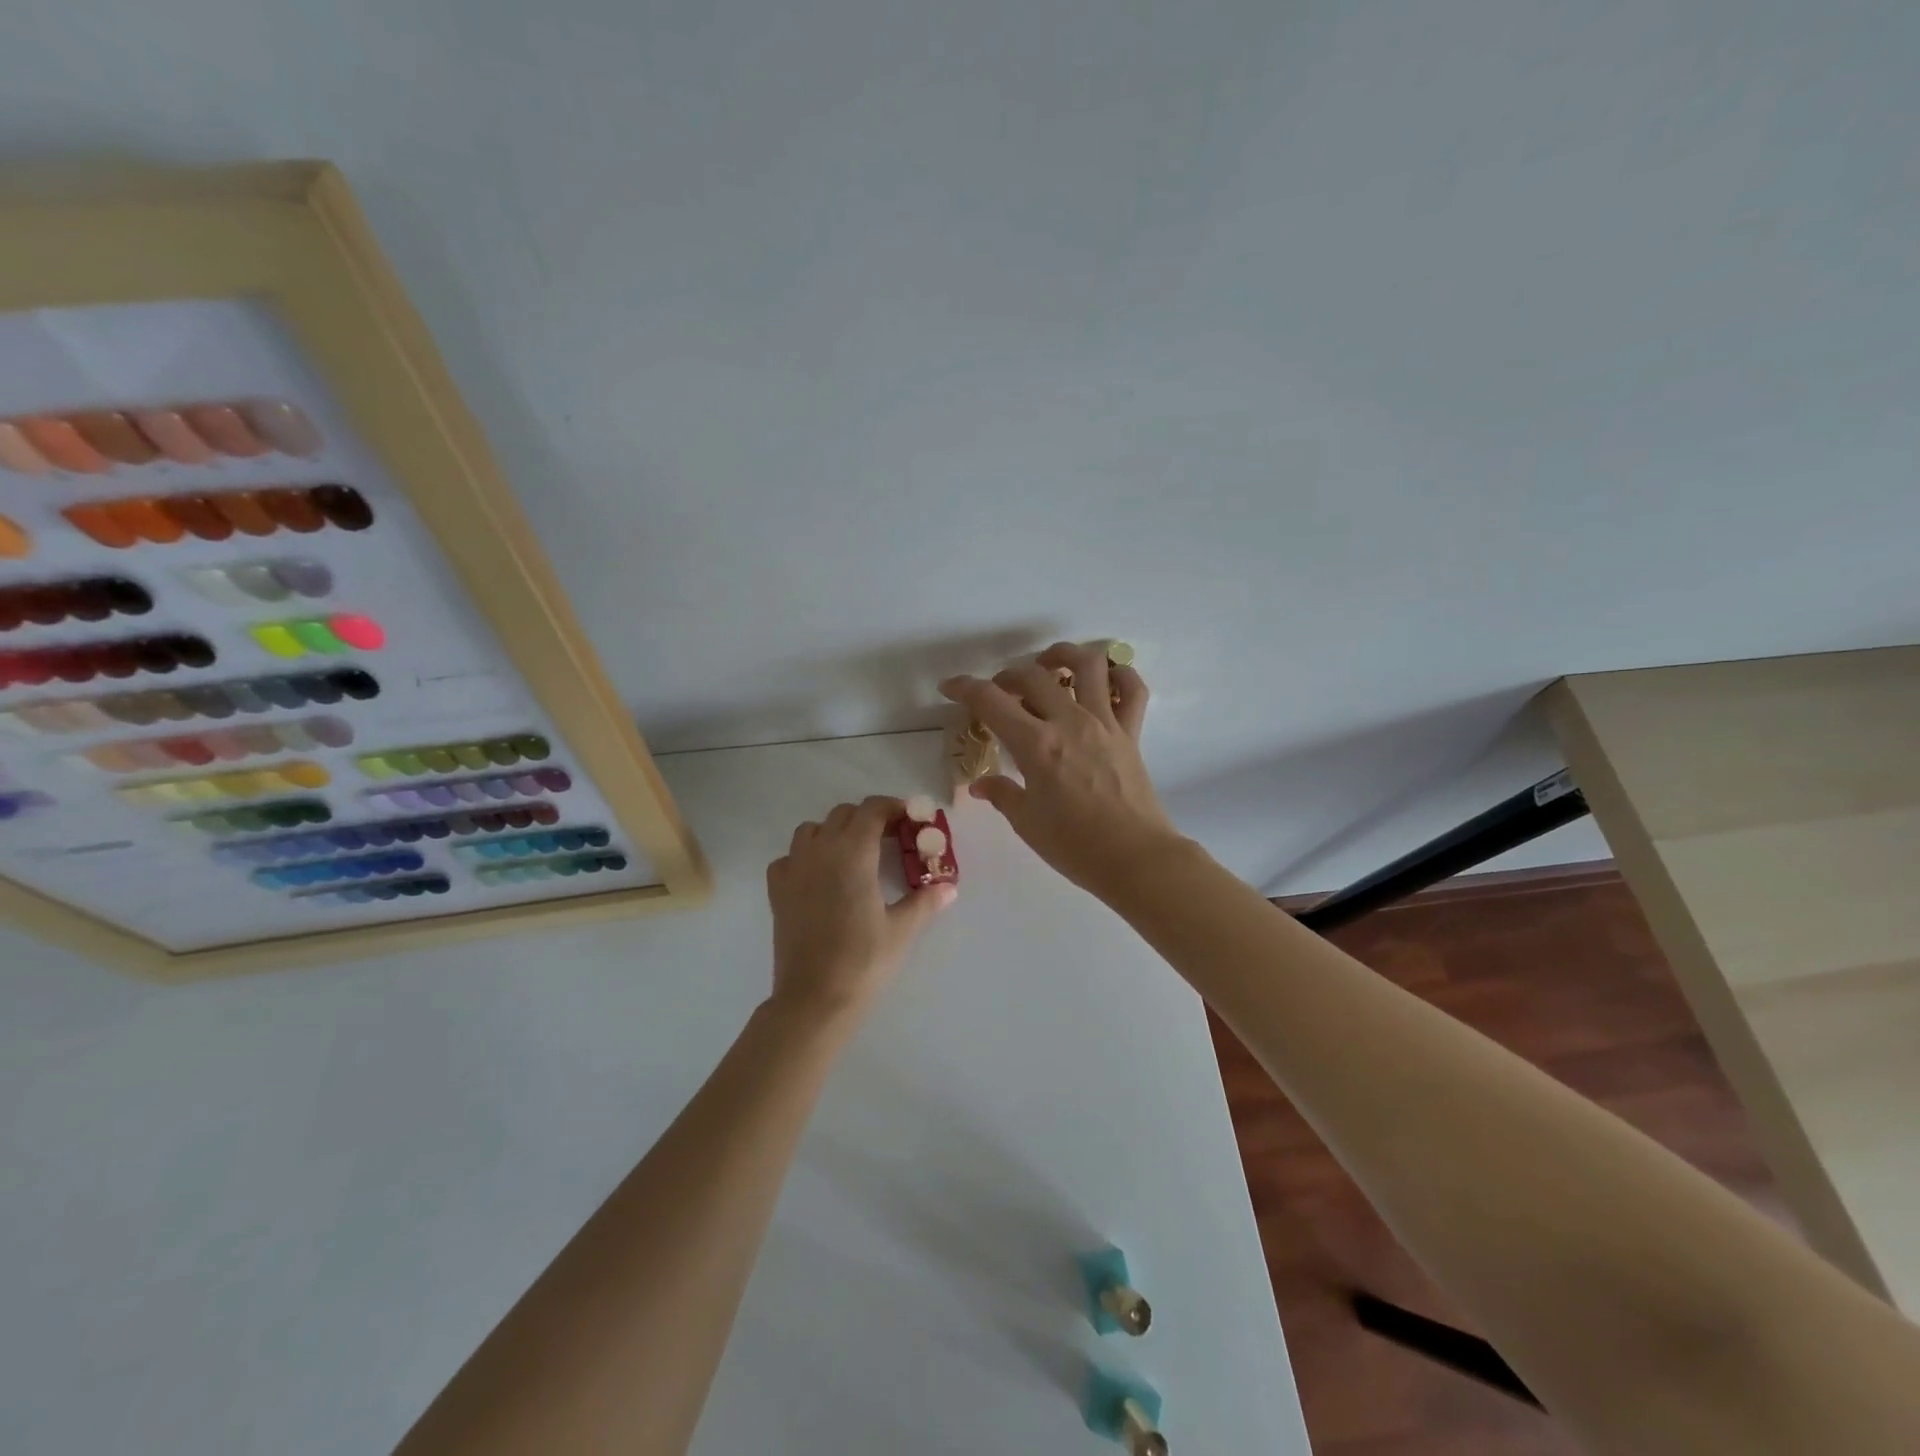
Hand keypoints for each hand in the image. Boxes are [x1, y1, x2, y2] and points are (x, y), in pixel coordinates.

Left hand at [765, 795, 954, 1020]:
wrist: (815, 998)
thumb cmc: (864, 960)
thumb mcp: (902, 929)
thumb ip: (926, 901)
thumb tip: (949, 887)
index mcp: (853, 852)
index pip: (872, 809)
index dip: (893, 807)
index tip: (911, 819)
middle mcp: (820, 850)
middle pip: (844, 814)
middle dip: (868, 818)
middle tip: (890, 839)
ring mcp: (794, 869)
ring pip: (812, 830)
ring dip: (834, 832)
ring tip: (853, 855)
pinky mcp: (777, 891)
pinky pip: (789, 857)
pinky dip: (806, 856)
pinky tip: (819, 877)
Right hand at [940, 641, 1184, 898]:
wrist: (1135, 859)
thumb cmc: (1075, 846)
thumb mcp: (1027, 822)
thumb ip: (1002, 794)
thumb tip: (982, 784)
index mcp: (1036, 745)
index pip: (991, 701)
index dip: (964, 688)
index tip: (950, 687)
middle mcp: (1070, 722)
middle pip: (1033, 676)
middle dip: (1008, 676)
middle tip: (1000, 692)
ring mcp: (1105, 723)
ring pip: (1088, 665)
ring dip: (1064, 655)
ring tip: (1049, 664)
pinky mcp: (1131, 733)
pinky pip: (1132, 690)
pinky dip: (1120, 675)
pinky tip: (1104, 680)